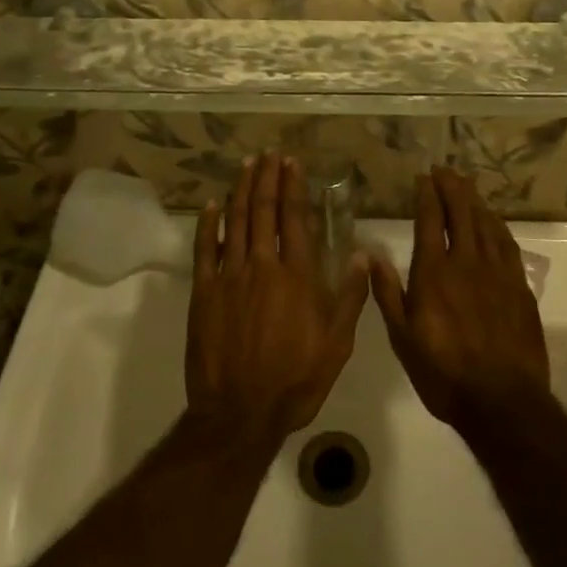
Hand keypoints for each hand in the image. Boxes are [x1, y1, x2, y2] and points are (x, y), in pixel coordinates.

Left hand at [186, 153, 369, 451]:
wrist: (240, 413)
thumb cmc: (295, 380)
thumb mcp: (337, 344)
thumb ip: (350, 296)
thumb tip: (363, 253)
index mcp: (296, 275)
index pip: (294, 218)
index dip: (292, 186)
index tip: (291, 162)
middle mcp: (262, 265)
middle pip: (264, 211)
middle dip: (266, 178)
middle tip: (268, 154)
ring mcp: (229, 277)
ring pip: (236, 222)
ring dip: (242, 190)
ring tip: (247, 165)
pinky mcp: (204, 293)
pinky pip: (205, 249)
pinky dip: (208, 224)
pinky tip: (212, 205)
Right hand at [370, 168, 550, 433]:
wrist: (502, 401)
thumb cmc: (444, 373)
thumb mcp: (402, 338)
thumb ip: (388, 293)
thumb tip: (372, 255)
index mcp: (434, 272)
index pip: (431, 220)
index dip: (427, 195)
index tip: (423, 177)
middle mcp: (467, 262)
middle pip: (462, 212)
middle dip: (452, 187)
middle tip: (444, 170)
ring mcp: (497, 272)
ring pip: (486, 223)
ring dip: (475, 200)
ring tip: (466, 185)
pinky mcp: (519, 287)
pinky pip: (508, 244)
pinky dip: (498, 225)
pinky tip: (494, 221)